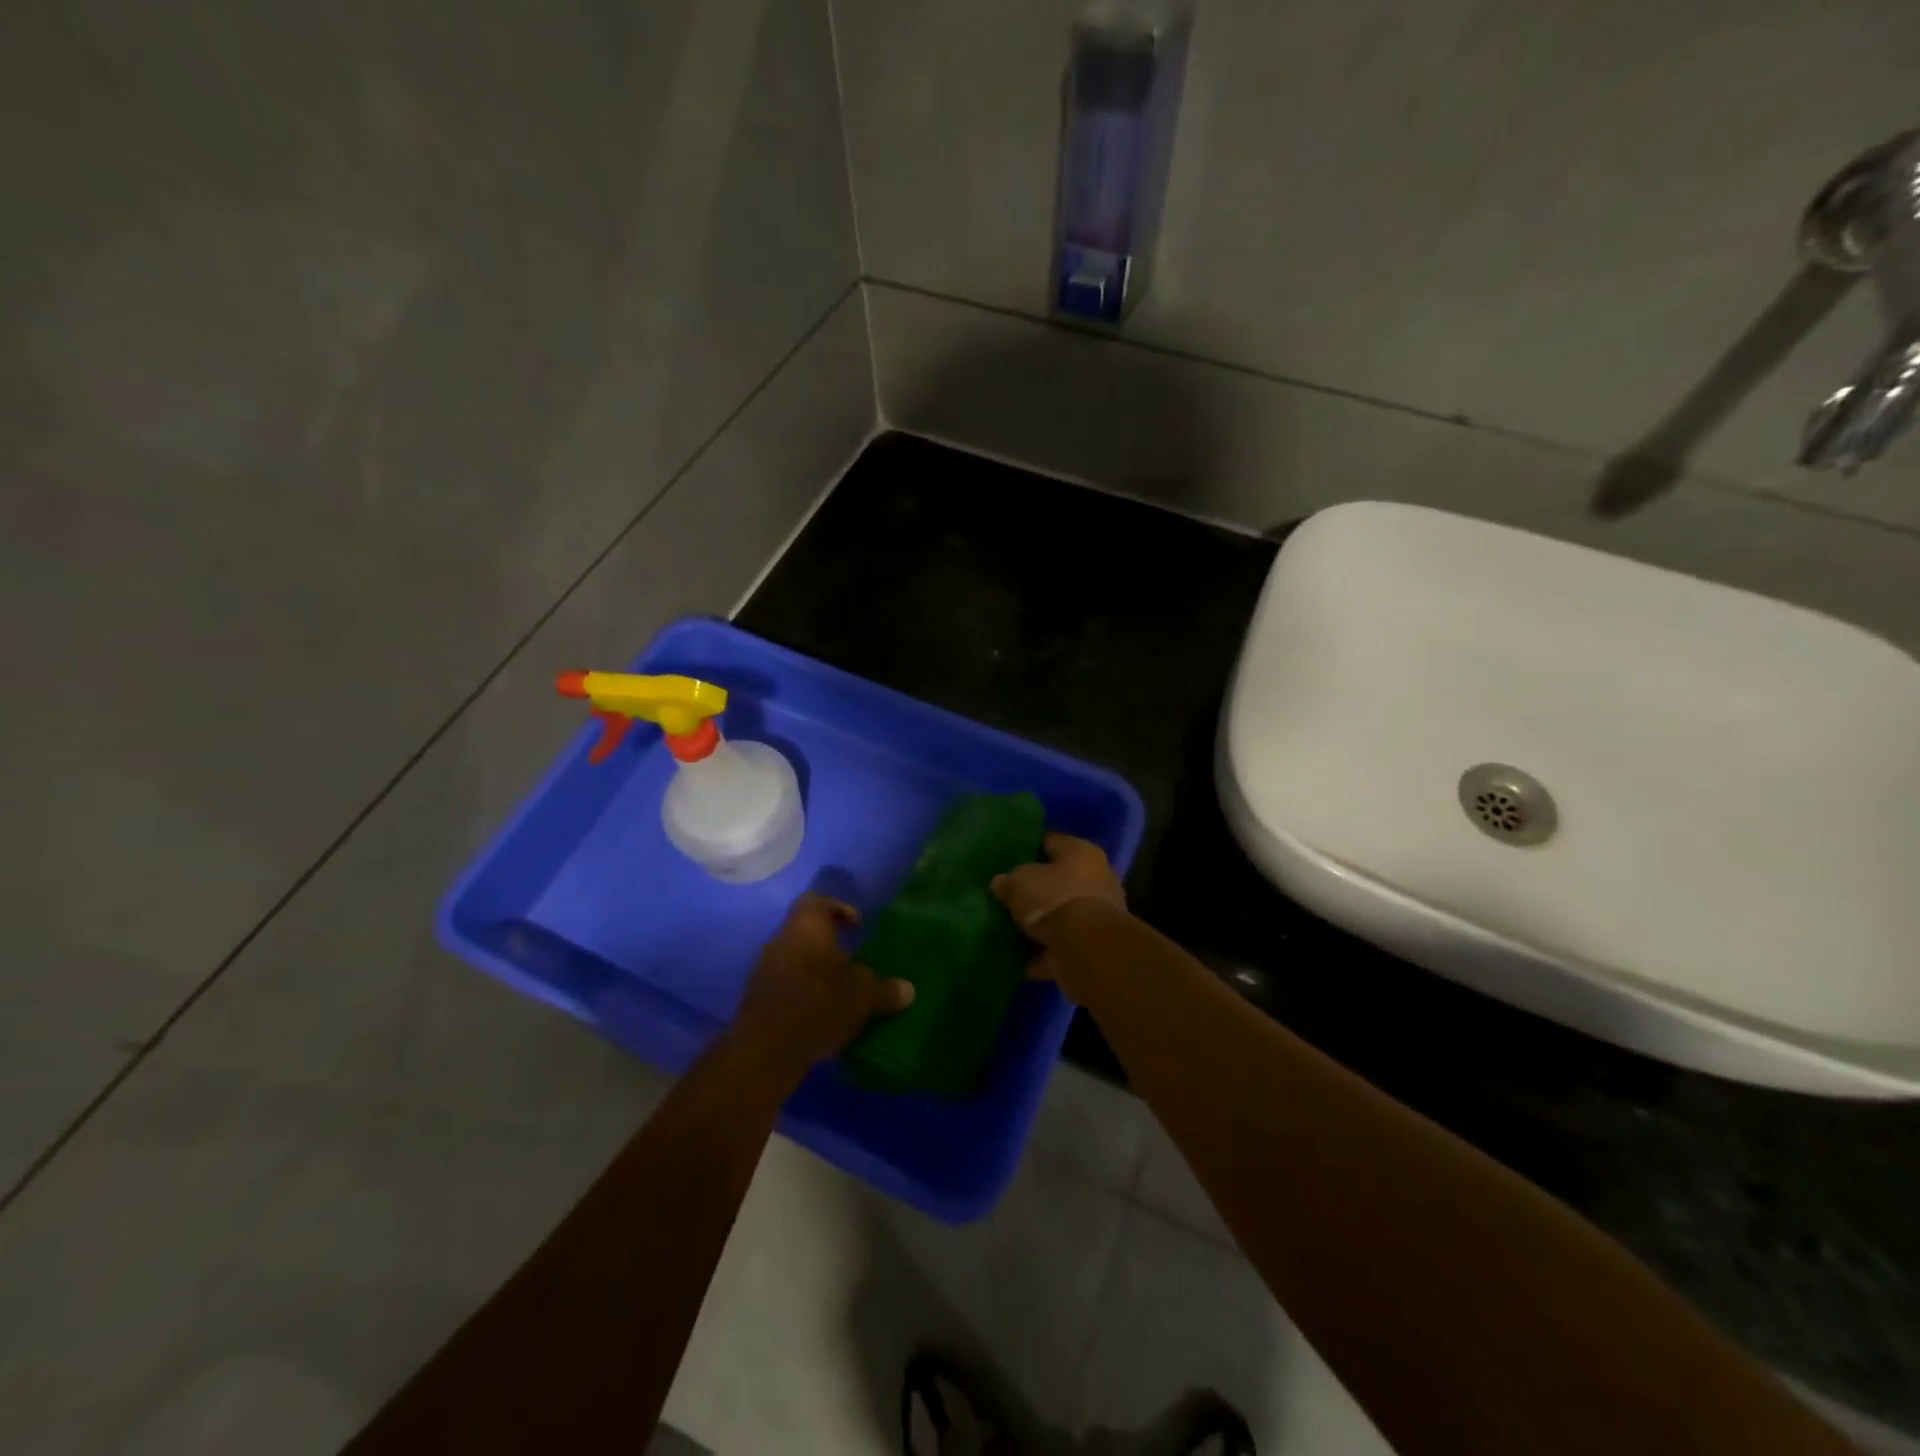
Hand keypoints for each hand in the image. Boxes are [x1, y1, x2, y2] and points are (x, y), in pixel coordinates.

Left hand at [731, 895, 914, 1070]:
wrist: (765, 1050)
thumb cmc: (819, 1003)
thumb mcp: (863, 995)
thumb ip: (886, 989)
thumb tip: (908, 989)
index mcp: (806, 926)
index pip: (817, 901)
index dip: (839, 908)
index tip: (857, 926)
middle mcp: (781, 940)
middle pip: (806, 931)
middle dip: (830, 945)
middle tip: (855, 961)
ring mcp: (765, 970)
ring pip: (796, 959)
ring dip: (817, 971)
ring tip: (843, 991)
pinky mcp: (758, 1000)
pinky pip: (787, 986)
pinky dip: (805, 993)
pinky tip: (823, 1014)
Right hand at [991, 834, 1127, 992]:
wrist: (1087, 948)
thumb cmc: (1053, 899)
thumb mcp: (1018, 882)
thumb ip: (1008, 881)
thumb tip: (1001, 883)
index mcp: (1081, 852)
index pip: (1051, 842)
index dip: (1029, 849)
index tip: (1008, 860)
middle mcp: (1097, 878)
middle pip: (1060, 880)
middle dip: (1037, 889)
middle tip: (1009, 896)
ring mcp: (1098, 915)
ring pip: (1062, 915)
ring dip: (1042, 925)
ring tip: (1012, 930)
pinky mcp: (1094, 946)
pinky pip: (1062, 946)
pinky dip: (1045, 953)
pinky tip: (1020, 959)